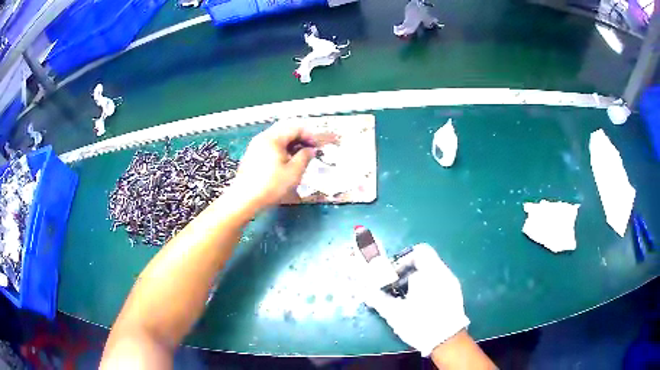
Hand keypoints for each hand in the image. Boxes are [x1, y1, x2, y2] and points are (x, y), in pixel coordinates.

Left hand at [230, 122, 315, 209]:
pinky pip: (270, 144)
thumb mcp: (293, 172)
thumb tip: (311, 150)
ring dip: (291, 143)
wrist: (244, 199)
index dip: (309, 135)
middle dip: (300, 137)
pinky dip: (281, 148)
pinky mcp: (252, 154)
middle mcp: (263, 137)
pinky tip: (286, 161)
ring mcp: (256, 145)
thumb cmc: (271, 186)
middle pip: (285, 129)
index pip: (295, 127)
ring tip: (299, 157)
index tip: (317, 147)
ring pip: (277, 137)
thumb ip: (305, 157)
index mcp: (273, 138)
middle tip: (310, 149)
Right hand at [361, 243, 468, 356]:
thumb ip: (378, 298)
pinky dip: (427, 287)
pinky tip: (420, 304)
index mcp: (431, 272)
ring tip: (406, 297)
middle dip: (407, 272)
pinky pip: (439, 282)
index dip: (403, 259)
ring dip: (417, 280)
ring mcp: (452, 284)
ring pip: (432, 272)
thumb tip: (363, 289)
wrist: (447, 341)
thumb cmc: (420, 323)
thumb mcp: (395, 313)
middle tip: (395, 287)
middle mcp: (444, 273)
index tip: (393, 274)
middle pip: (425, 261)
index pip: (420, 251)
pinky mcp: (455, 294)